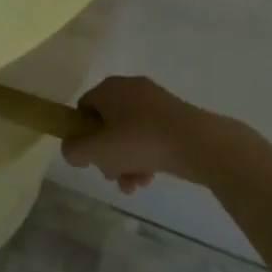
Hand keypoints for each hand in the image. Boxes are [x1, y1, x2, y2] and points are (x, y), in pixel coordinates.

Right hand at [64, 76, 217, 192]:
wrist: (199, 143)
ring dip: (126, 161)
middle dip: (107, 154)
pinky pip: (150, 137)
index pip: (83, 109)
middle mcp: (131, 89)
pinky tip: (149, 178)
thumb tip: (72, 150)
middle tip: (112, 174)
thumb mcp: (98, 150)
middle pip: (107, 124)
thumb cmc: (141, 141)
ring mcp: (155, 102)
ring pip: (129, 134)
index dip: (82, 135)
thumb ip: (74, 150)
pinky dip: (146, 156)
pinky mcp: (175, 117)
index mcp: (110, 88)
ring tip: (134, 184)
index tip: (91, 157)